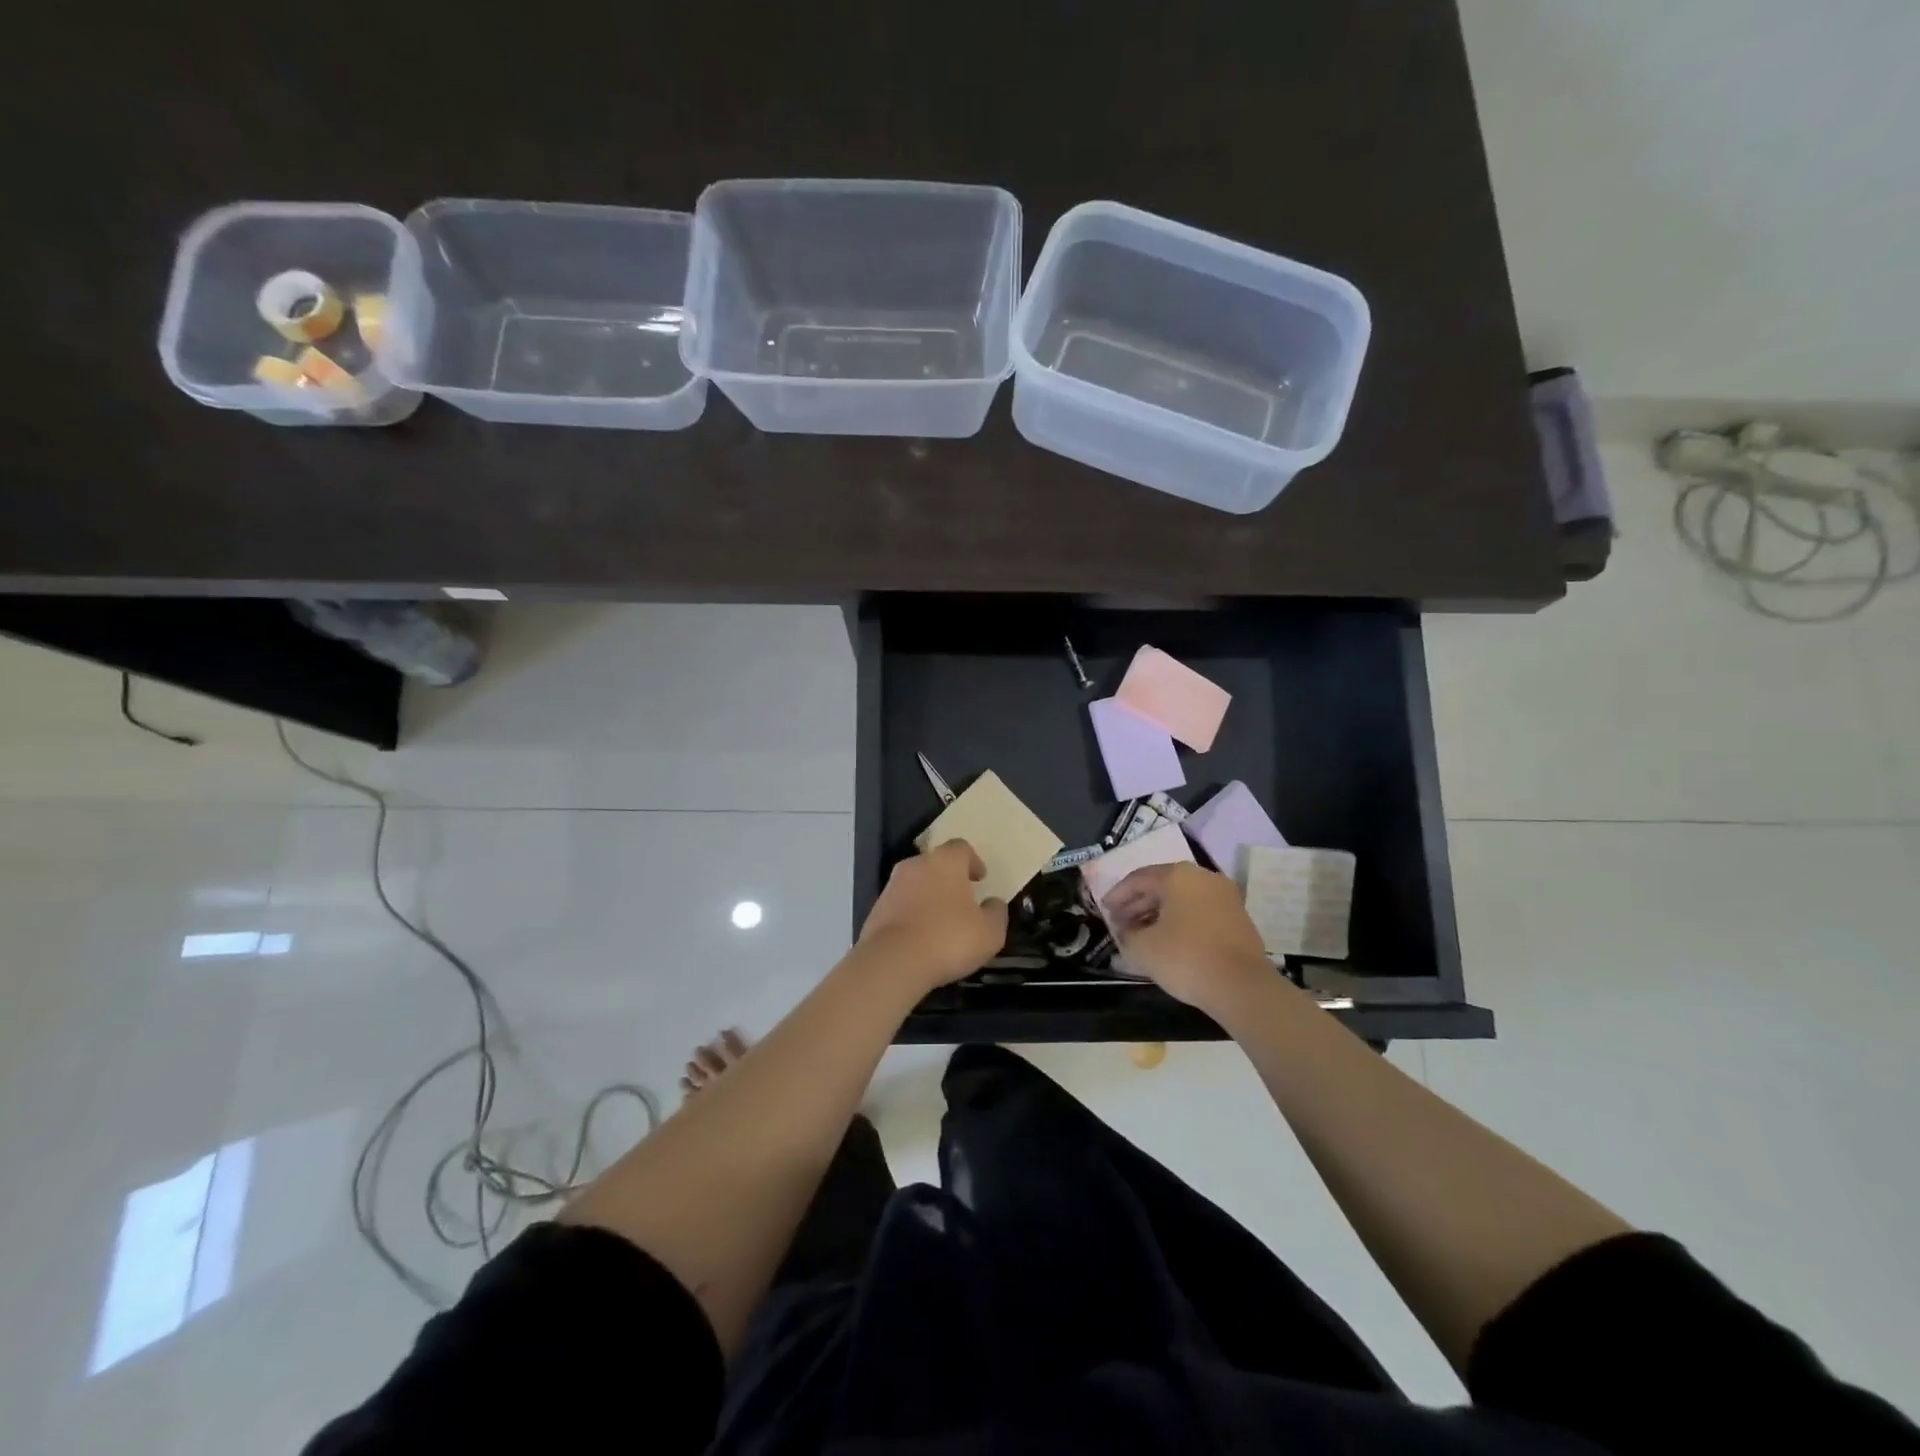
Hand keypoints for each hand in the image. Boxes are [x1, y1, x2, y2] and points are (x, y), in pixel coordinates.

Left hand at [857, 839, 1008, 991]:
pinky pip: (900, 906)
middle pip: (936, 864)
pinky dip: (911, 915)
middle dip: (949, 879)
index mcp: (945, 861)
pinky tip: (920, 939)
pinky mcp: (876, 910)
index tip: (980, 879)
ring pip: (916, 884)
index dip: (973, 862)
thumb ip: (996, 913)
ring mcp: (892, 886)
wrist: (892, 961)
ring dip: (928, 897)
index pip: (961, 848)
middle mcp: (916, 865)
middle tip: (962, 900)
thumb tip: (993, 903)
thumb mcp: (989, 932)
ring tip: (940, 923)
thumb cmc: (948, 939)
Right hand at [1101, 862, 1270, 1010]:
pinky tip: (1168, 941)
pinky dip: (1180, 922)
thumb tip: (1125, 932)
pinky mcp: (1237, 918)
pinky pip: (1199, 912)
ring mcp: (1224, 896)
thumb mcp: (1143, 948)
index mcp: (1178, 876)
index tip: (1104, 910)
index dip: (1117, 895)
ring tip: (1140, 935)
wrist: (1242, 986)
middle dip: (1137, 905)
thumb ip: (1127, 935)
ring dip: (1157, 914)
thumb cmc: (1185, 957)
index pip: (1138, 879)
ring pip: (1181, 900)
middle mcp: (1203, 877)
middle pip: (1161, 886)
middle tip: (1119, 924)